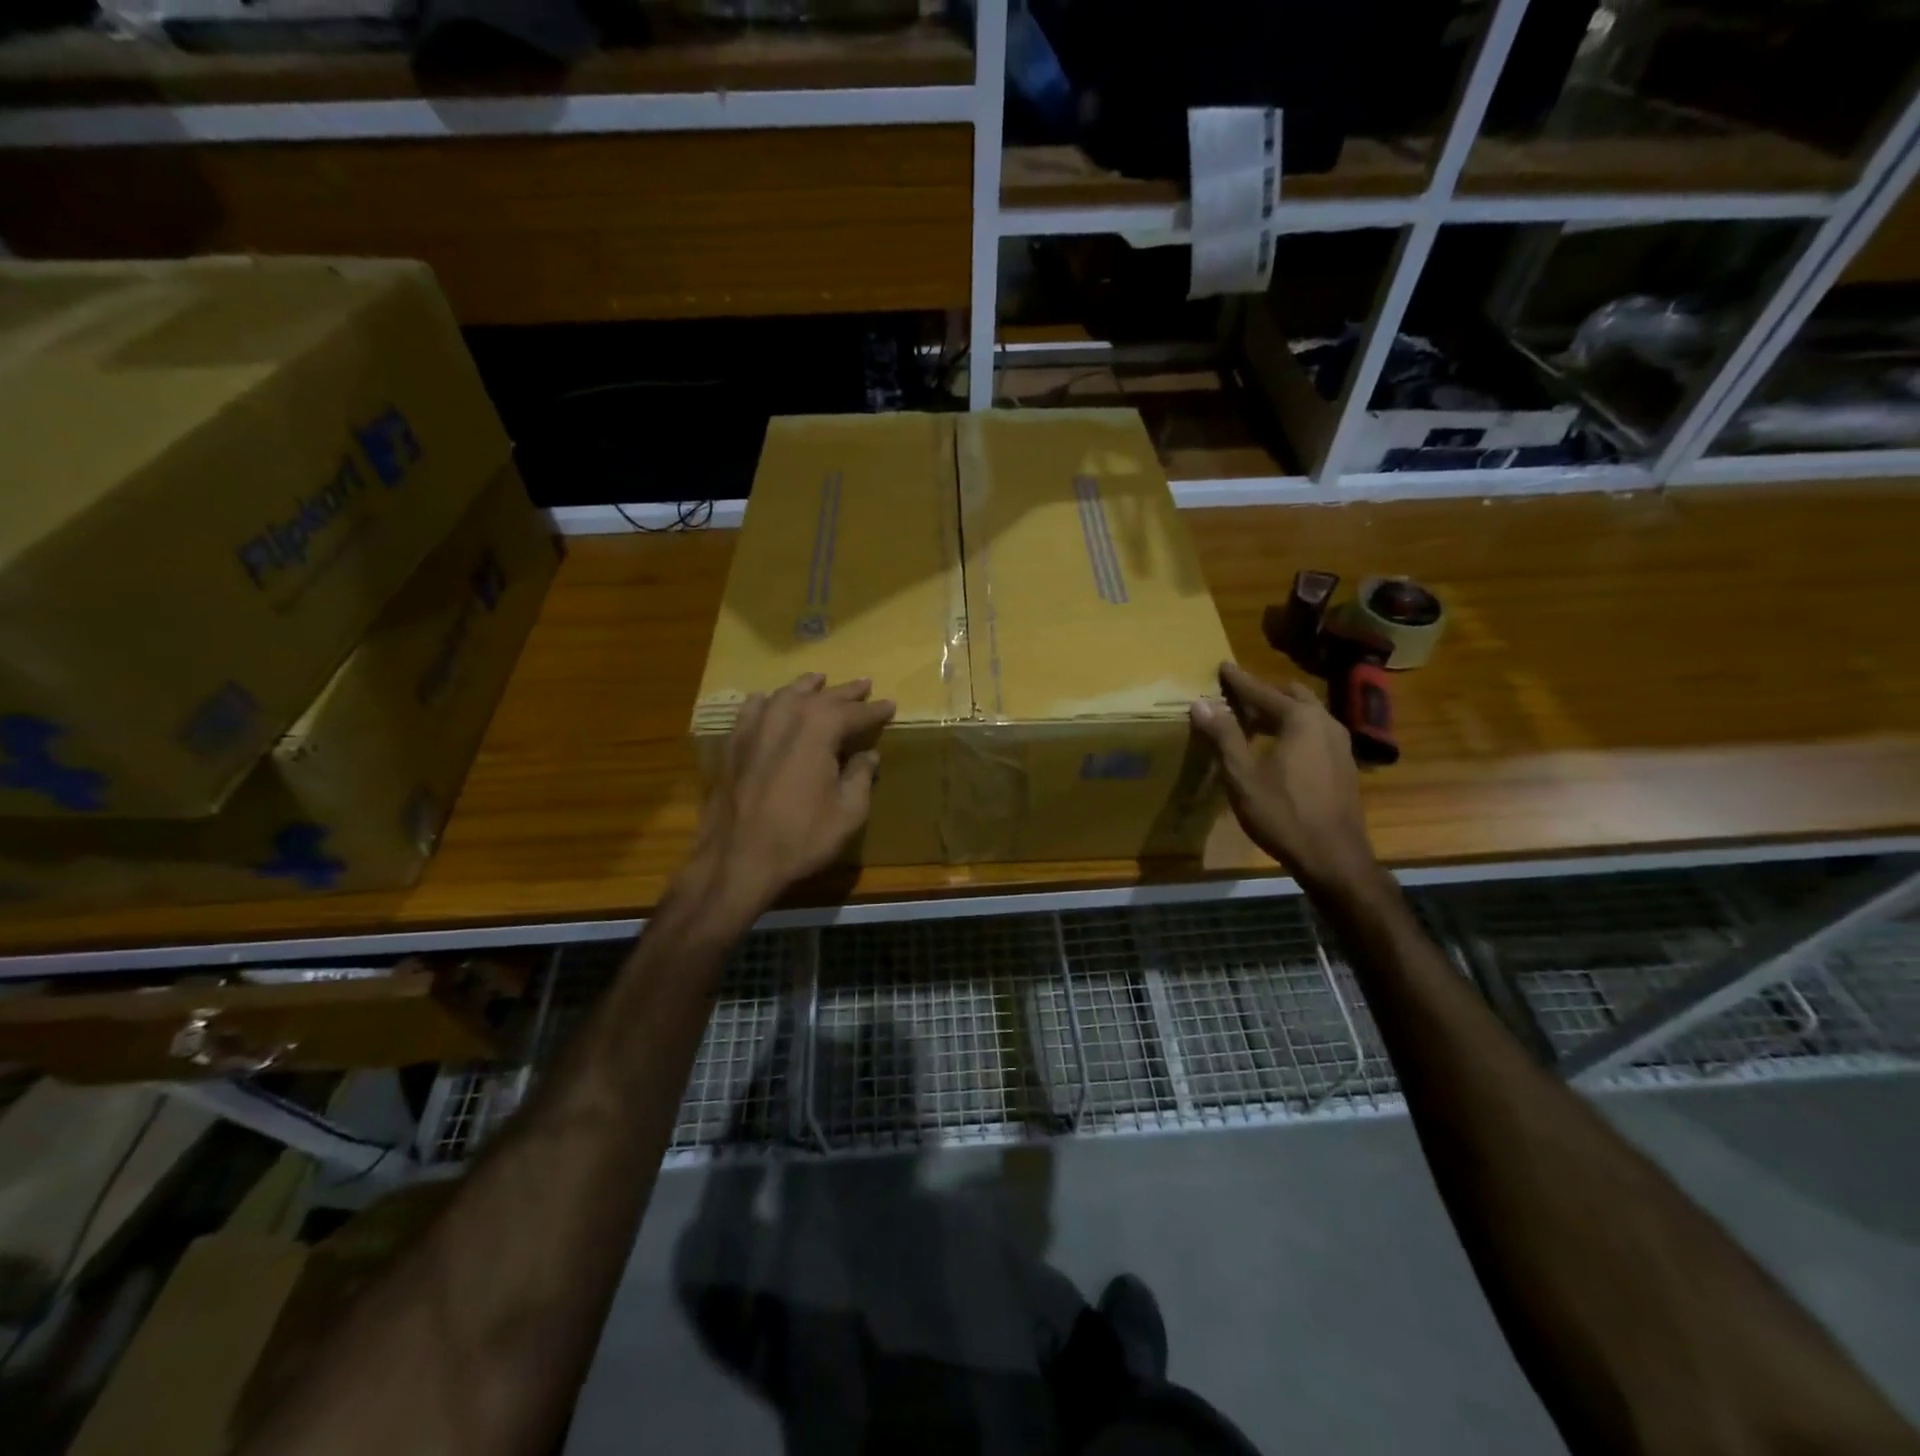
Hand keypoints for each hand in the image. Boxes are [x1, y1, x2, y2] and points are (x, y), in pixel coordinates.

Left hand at [687, 673, 894, 917]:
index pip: (854, 713)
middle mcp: (787, 717)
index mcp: (820, 729)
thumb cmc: (801, 837)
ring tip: (819, 681)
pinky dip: (767, 701)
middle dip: (845, 692)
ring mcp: (755, 728)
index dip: (875, 710)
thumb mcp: (847, 812)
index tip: (890, 705)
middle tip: (864, 685)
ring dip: (806, 688)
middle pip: (821, 697)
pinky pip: (752, 710)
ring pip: (785, 695)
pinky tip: (769, 700)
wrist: (737, 859)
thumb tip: (868, 756)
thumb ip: (860, 777)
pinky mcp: (733, 744)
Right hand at [1188, 661, 1378, 893]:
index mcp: (1301, 719)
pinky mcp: (1344, 765)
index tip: (1222, 666)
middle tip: (1238, 698)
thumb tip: (1199, 704)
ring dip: (1281, 712)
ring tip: (1254, 722)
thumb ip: (1223, 735)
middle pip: (1291, 697)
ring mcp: (1340, 744)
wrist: (1333, 857)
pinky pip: (1315, 733)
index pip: (1262, 692)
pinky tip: (1279, 749)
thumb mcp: (1242, 775)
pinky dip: (1294, 730)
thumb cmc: (1282, 813)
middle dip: (1264, 694)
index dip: (1239, 681)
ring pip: (1307, 715)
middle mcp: (1326, 723)